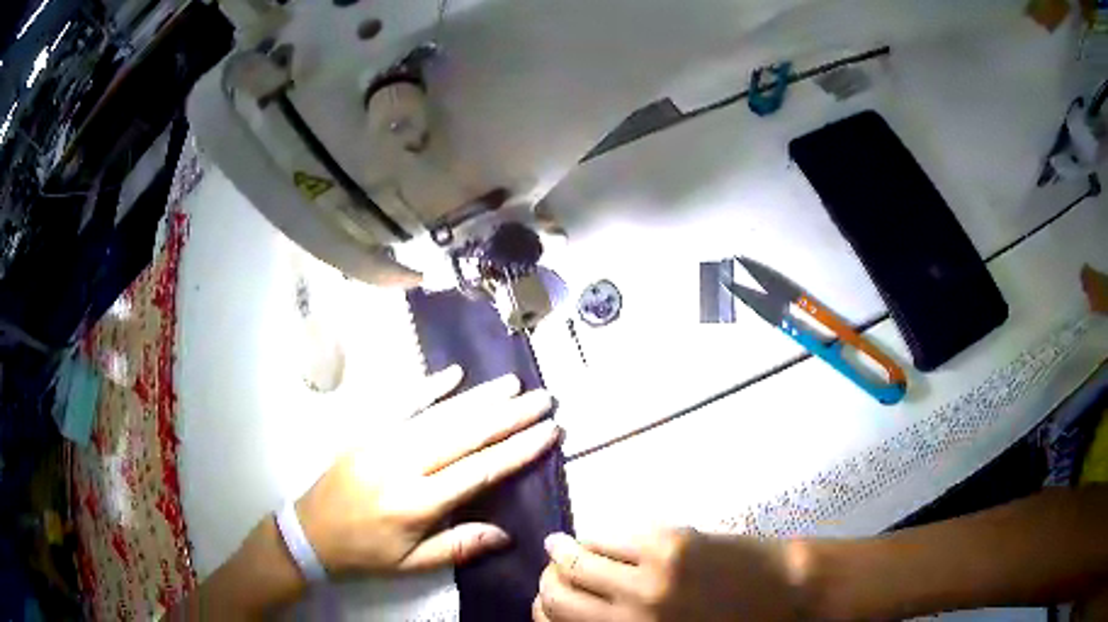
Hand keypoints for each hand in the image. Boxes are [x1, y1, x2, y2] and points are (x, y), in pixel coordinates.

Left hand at [296, 365, 559, 575]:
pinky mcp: (365, 430)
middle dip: (509, 416)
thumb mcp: (413, 564)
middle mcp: (401, 465)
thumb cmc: (365, 552)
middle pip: (464, 435)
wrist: (309, 532)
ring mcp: (380, 442)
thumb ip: (460, 547)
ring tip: (513, 384)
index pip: (478, 471)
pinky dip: (428, 386)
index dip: (517, 451)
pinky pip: (399, 403)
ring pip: (438, 415)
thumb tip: (506, 533)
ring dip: (478, 397)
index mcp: (416, 503)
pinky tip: (454, 373)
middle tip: (544, 399)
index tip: (549, 432)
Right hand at [535, 529, 813, 621]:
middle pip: (556, 592)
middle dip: (546, 581)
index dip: (541, 610)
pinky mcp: (671, 543)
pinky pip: (613, 536)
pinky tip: (598, 539)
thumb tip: (580, 615)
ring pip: (576, 559)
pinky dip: (596, 538)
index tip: (543, 603)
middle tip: (551, 573)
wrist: (787, 594)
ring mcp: (649, 575)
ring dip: (563, 554)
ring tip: (563, 549)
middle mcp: (630, 614)